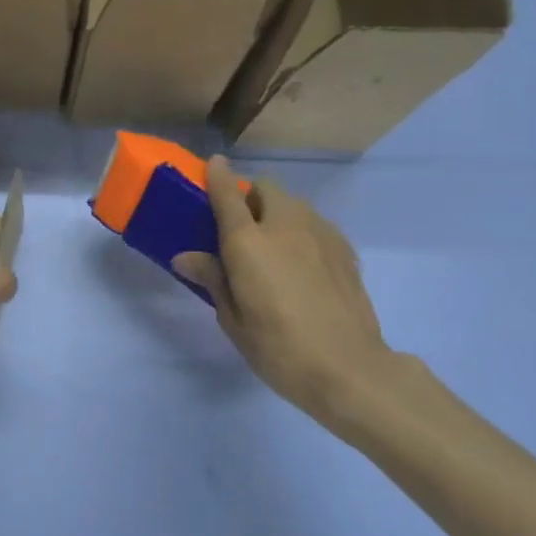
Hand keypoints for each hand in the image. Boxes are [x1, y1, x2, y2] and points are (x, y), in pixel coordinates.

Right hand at [172, 157, 397, 431]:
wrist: (349, 369)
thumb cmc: (278, 348)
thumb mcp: (233, 319)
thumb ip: (212, 279)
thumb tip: (186, 257)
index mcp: (248, 241)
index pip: (227, 193)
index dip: (217, 175)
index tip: (213, 165)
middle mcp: (284, 225)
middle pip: (266, 188)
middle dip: (251, 197)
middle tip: (241, 228)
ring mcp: (320, 234)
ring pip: (295, 204)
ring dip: (278, 212)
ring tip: (274, 247)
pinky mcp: (345, 250)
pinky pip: (316, 225)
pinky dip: (303, 231)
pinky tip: (303, 264)